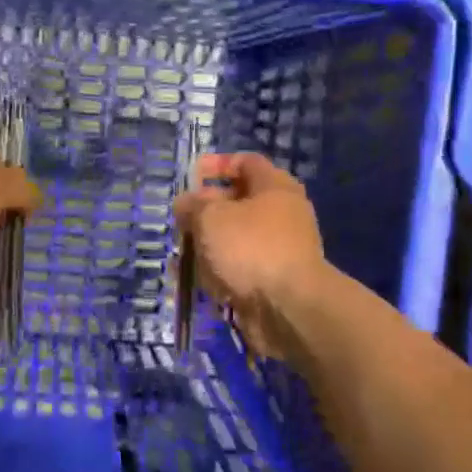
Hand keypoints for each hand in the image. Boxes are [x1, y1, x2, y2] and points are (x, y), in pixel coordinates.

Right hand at [172, 152, 326, 361]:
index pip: (245, 162)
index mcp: (274, 187)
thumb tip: (185, 203)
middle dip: (205, 211)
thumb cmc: (250, 248)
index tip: (191, 177)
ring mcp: (279, 249)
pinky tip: (197, 282)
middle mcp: (282, 213)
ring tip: (183, 256)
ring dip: (208, 246)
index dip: (216, 165)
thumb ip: (193, 206)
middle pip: (238, 202)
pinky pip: (240, 269)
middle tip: (182, 221)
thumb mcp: (211, 218)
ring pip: (236, 239)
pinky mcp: (273, 281)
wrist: (290, 309)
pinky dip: (219, 273)